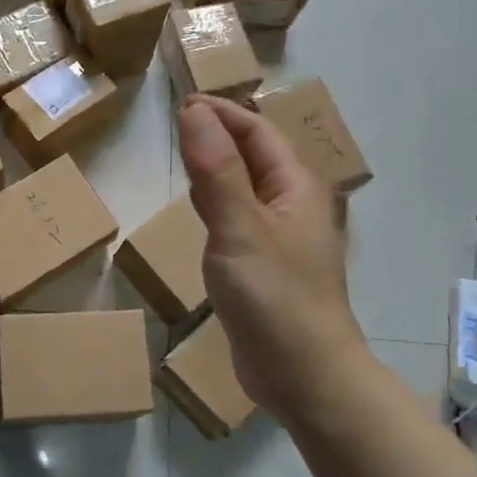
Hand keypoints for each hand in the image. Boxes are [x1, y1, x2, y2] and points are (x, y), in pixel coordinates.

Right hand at [177, 95, 366, 419]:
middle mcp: (291, 203)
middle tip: (173, 123)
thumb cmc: (275, 296)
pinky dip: (215, 202)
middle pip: (253, 155)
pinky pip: (237, 217)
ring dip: (216, 166)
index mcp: (295, 186)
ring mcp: (279, 236)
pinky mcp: (263, 264)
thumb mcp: (240, 227)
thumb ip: (216, 169)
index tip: (179, 102)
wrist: (303, 374)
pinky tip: (197, 207)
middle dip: (217, 134)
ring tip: (181, 154)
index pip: (256, 131)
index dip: (220, 112)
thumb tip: (194, 110)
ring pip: (244, 186)